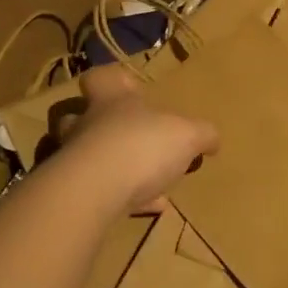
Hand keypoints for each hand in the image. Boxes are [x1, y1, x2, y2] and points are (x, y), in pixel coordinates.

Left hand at [52, 64, 218, 219]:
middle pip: (80, 117)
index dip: (114, 80)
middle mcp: (87, 125)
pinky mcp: (74, 194)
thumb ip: (202, 134)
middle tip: (127, 134)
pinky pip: (98, 193)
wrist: (93, 193)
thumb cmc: (141, 146)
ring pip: (86, 156)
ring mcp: (75, 161)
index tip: (130, 87)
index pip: (101, 78)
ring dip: (111, 165)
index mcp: (112, 101)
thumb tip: (213, 139)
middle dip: (100, 124)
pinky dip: (122, 200)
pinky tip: (150, 208)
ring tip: (146, 179)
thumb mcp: (187, 135)